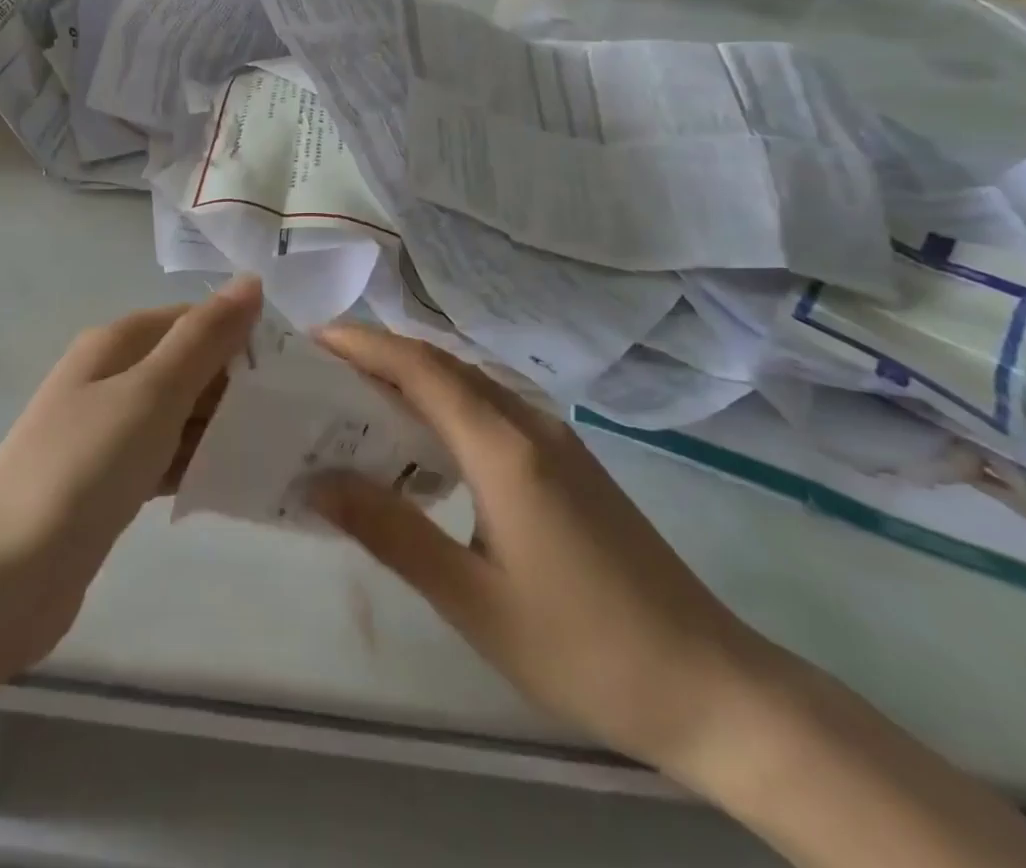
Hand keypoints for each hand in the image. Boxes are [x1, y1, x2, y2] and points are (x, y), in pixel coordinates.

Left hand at [0, 275, 261, 681]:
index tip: (295, 370)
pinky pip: (166, 456)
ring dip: (223, 427)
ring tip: (282, 449)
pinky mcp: (109, 480)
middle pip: (188, 366)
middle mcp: (110, 377)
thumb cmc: (83, 469)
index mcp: (116, 343)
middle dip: (238, 386)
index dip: (242, 337)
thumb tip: (250, 280)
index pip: (194, 321)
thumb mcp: (152, 394)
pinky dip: (197, 463)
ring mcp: (106, 431)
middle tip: (298, 417)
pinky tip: (236, 482)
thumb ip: (204, 338)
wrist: (2, 578)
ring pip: (180, 415)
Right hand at [308, 324, 762, 773]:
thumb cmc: (585, 647)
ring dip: (411, 375)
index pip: (420, 368)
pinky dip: (443, 402)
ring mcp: (556, 439)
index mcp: (504, 448)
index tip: (312, 339)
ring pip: (469, 383)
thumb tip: (318, 480)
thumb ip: (391, 531)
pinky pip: (491, 407)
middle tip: (321, 366)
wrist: (713, 686)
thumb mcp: (473, 600)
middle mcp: (529, 424)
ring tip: (356, 394)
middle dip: (379, 353)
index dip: (364, 345)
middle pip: (443, 365)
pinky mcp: (570, 461)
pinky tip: (423, 438)